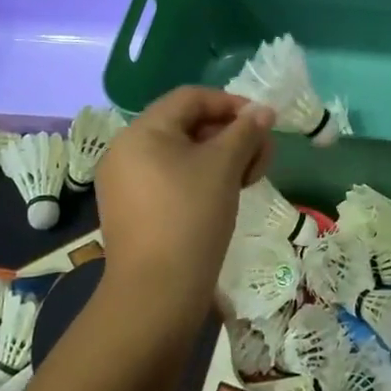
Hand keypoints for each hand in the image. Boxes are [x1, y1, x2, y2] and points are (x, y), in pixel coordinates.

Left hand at [94, 88, 275, 332]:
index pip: (191, 98)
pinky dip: (202, 178)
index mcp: (142, 132)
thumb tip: (263, 111)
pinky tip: (226, 196)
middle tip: (262, 155)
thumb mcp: (224, 167)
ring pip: (182, 154)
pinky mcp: (134, 210)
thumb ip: (246, 132)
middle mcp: (126, 151)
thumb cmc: (190, 217)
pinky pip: (171, 179)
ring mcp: (126, 183)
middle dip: (231, 134)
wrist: (156, 293)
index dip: (231, 103)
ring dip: (221, 157)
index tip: (263, 122)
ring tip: (250, 178)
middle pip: (187, 124)